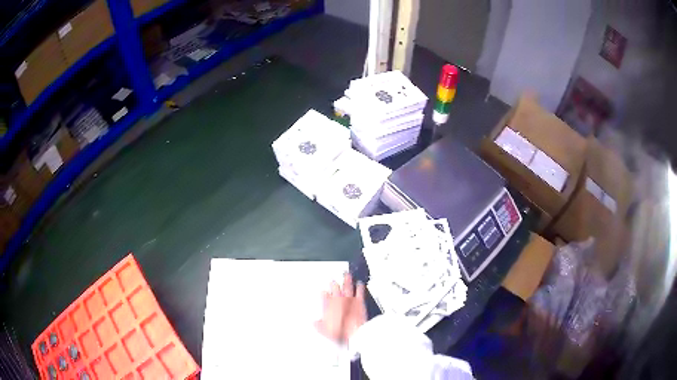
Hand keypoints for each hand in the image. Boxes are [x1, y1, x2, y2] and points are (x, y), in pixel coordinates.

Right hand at [315, 273, 366, 343]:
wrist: (353, 331)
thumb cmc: (340, 331)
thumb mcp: (324, 330)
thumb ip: (318, 325)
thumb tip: (315, 323)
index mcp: (328, 306)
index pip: (324, 295)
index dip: (323, 293)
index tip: (323, 291)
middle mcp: (338, 300)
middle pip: (335, 288)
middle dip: (333, 283)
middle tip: (333, 280)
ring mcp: (349, 299)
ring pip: (347, 286)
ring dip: (347, 280)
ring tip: (347, 275)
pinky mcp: (359, 301)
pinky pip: (360, 291)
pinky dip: (360, 286)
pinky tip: (360, 283)